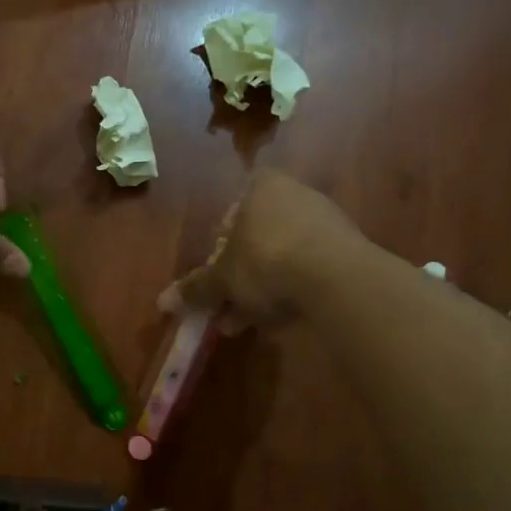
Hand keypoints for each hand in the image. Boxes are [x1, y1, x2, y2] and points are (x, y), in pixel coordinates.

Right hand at [159, 169, 363, 330]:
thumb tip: (162, 302)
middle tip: (228, 305)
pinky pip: (310, 268)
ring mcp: (326, 220)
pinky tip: (280, 319)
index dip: (220, 247)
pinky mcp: (349, 249)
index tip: (217, 275)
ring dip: (264, 288)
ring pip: (283, 256)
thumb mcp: (223, 278)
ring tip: (248, 322)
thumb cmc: (266, 261)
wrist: (336, 278)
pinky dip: (293, 289)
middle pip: (258, 237)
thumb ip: (196, 288)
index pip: (232, 211)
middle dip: (241, 274)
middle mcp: (295, 194)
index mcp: (261, 187)